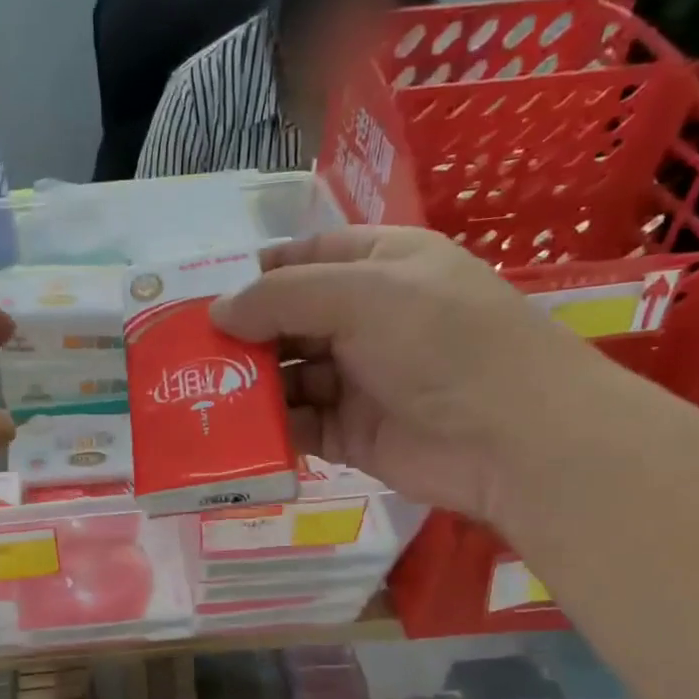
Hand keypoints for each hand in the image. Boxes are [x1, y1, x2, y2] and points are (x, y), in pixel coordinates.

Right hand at [210, 226, 628, 524]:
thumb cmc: (442, 343)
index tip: (201, 297)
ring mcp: (357, 378)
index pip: (303, 258)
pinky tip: (230, 431)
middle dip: (241, 336)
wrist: (512, 439)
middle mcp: (366, 319)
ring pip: (286, 376)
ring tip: (196, 394)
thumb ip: (283, 297)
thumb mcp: (363, 295)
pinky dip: (266, 428)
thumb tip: (217, 312)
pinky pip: (296, 424)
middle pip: (287, 320)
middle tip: (185, 354)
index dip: (254, 275)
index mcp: (379, 266)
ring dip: (247, 385)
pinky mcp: (350, 432)